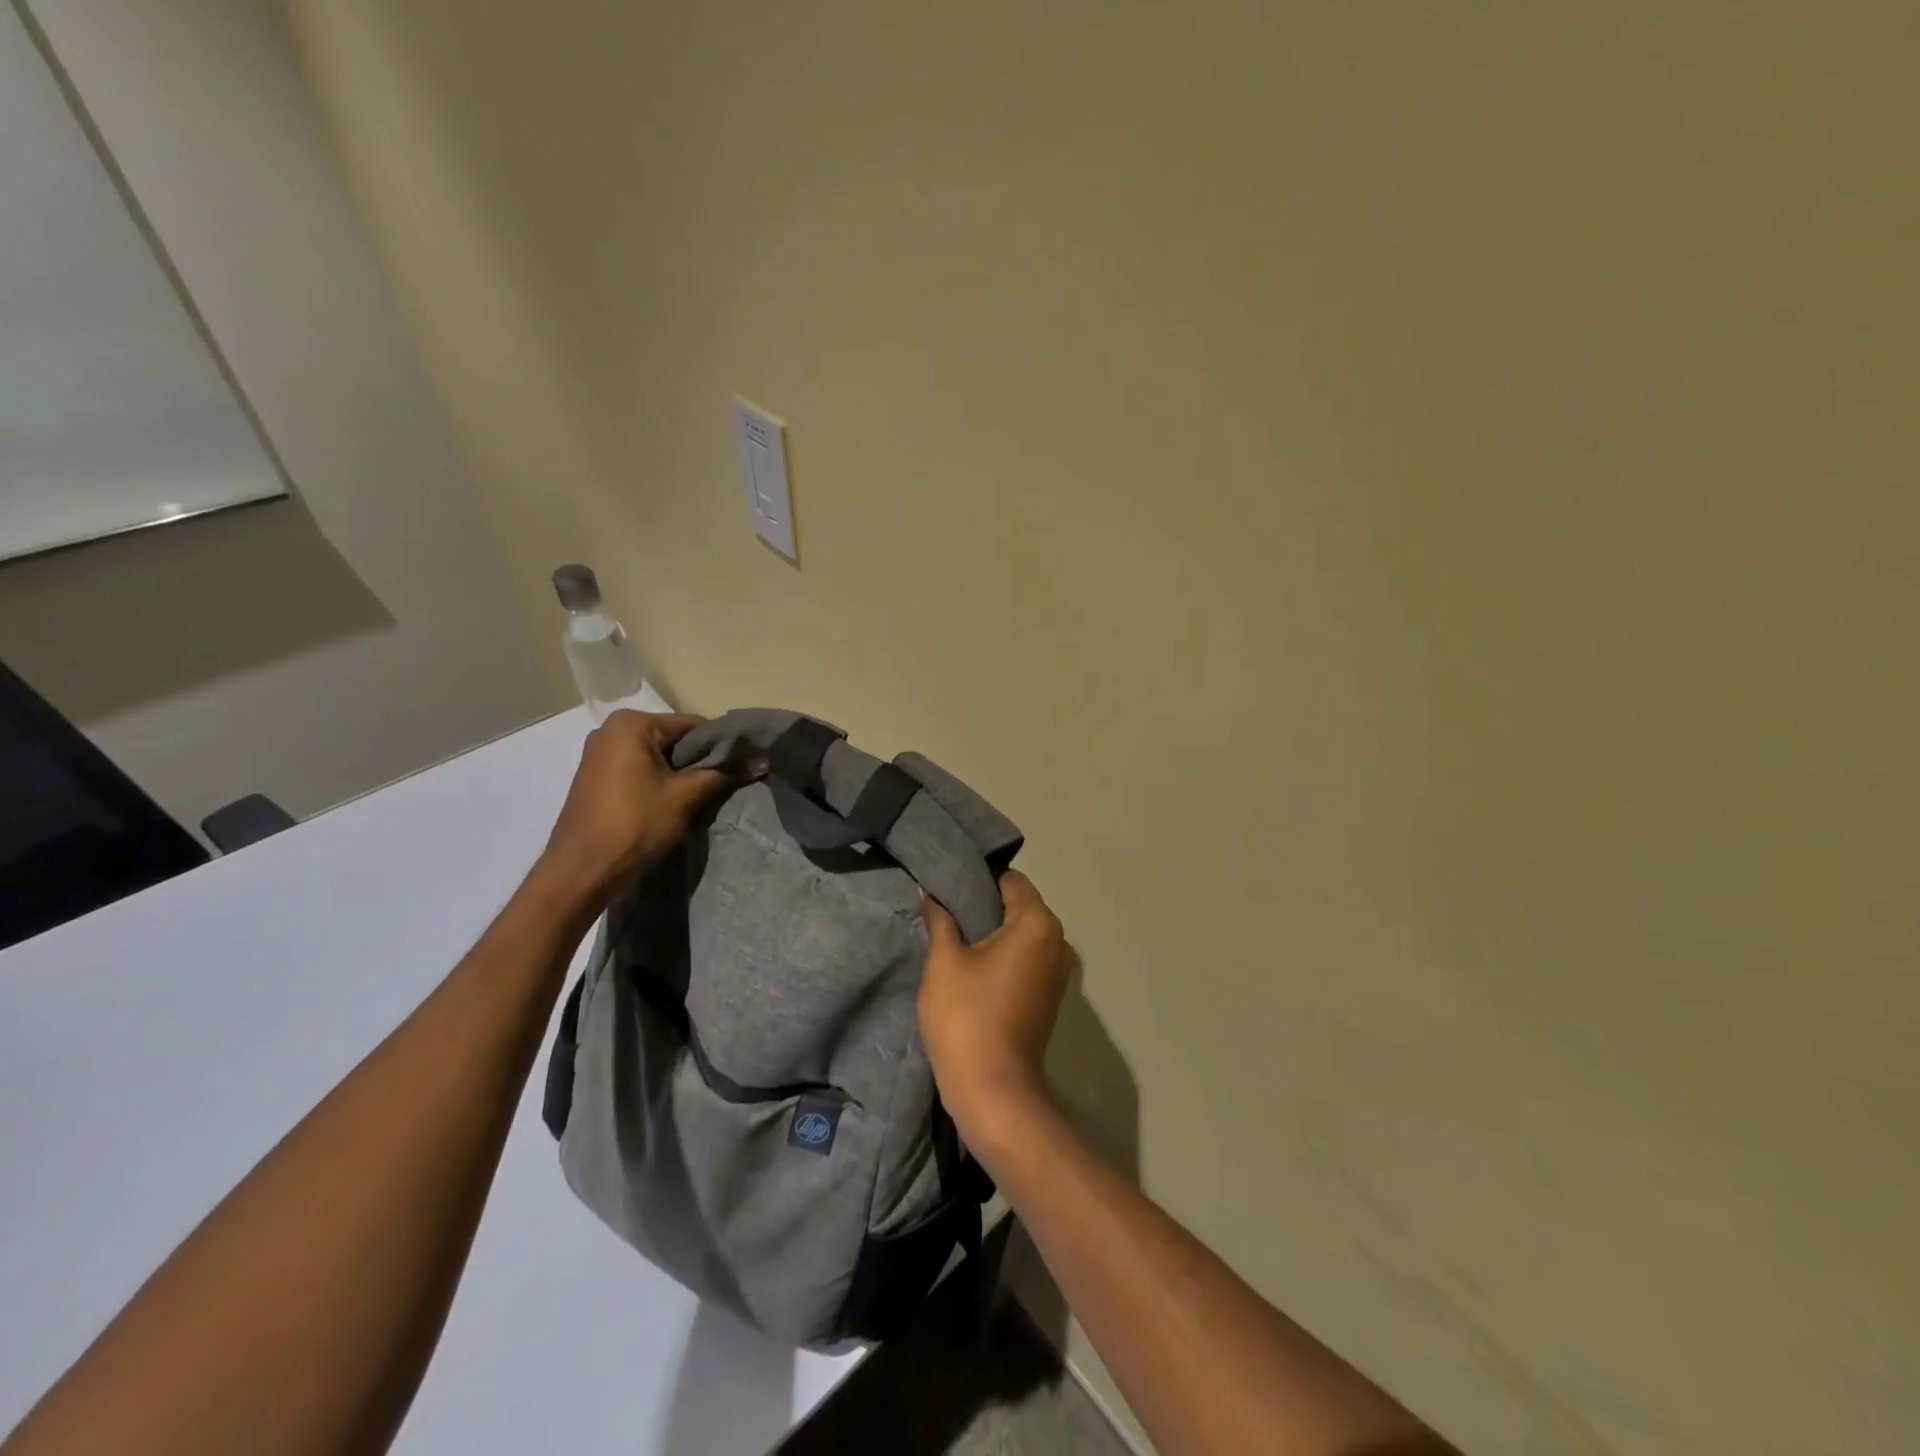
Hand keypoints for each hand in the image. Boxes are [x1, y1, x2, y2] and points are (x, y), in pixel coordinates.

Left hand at [536, 712, 729, 908]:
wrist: (580, 871)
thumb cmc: (635, 824)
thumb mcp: (686, 796)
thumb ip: (723, 773)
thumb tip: (763, 760)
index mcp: (632, 724)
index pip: (693, 725)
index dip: (722, 746)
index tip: (742, 767)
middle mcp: (611, 729)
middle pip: (674, 739)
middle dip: (699, 761)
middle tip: (723, 785)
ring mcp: (600, 753)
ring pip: (657, 757)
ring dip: (680, 774)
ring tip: (701, 797)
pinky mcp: (596, 777)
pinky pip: (639, 769)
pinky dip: (659, 782)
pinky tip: (672, 804)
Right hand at [918, 871, 1070, 1146]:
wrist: (993, 1090)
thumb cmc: (966, 1017)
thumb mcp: (944, 961)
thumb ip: (940, 919)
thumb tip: (932, 892)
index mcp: (1037, 923)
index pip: (1010, 879)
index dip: (978, 878)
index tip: (948, 884)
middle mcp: (1058, 940)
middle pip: (1020, 904)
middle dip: (984, 903)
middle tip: (945, 909)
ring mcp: (1059, 970)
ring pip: (1023, 932)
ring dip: (993, 930)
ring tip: (955, 935)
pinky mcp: (1051, 994)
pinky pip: (1027, 956)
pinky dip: (1004, 953)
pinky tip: (974, 964)